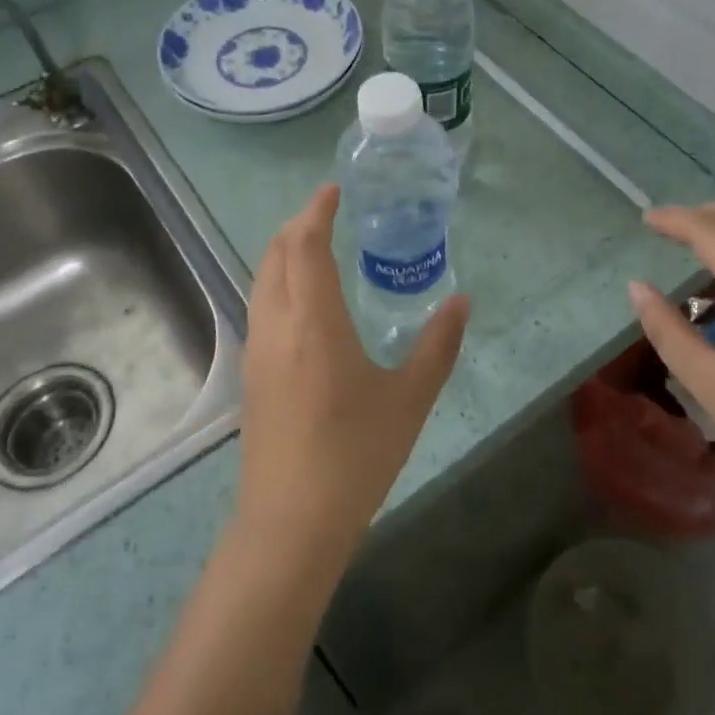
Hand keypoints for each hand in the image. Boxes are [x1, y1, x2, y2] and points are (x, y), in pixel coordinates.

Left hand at [235, 184, 470, 576]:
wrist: (291, 524)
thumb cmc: (356, 455)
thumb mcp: (410, 398)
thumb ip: (439, 345)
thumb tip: (461, 301)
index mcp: (314, 322)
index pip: (305, 246)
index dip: (316, 211)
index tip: (333, 190)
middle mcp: (277, 326)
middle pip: (276, 256)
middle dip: (298, 225)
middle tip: (328, 213)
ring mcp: (258, 351)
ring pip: (262, 281)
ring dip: (285, 253)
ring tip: (316, 247)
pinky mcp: (252, 376)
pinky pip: (262, 306)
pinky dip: (279, 282)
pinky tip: (306, 302)